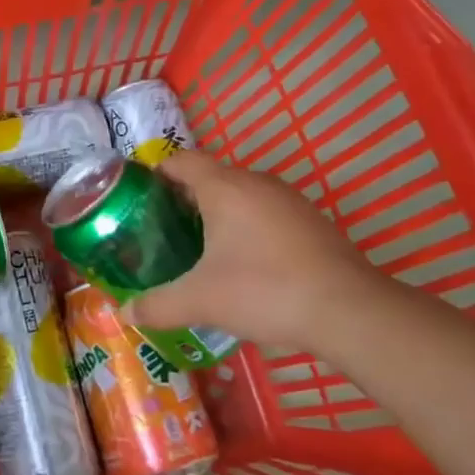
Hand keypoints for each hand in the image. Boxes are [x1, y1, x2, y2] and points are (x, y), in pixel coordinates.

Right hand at [127, 152, 397, 354]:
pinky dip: (248, 226)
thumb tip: (124, 313)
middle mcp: (256, 181)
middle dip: (184, 198)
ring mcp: (289, 199)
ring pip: (241, 194)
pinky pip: (266, 211)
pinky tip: (245, 262)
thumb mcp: (201, 301)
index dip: (156, 173)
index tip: (138, 198)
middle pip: (210, 175)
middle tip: (162, 230)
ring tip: (199, 247)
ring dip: (218, 213)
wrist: (349, 310)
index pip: (180, 160)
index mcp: (223, 186)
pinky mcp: (311, 220)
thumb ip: (158, 305)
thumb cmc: (264, 290)